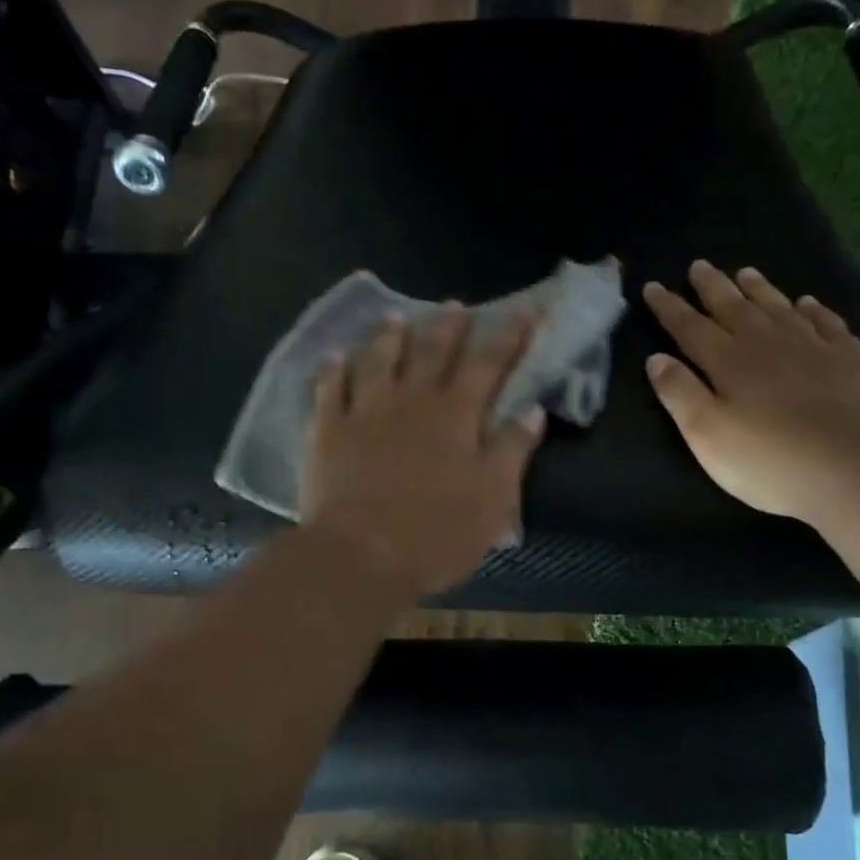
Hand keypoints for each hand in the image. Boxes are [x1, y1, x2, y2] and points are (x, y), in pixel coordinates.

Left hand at [302, 305, 547, 601]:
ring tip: (395, 317)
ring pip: (378, 359)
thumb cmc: (436, 533)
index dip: (508, 337)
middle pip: (432, 351)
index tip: (523, 312)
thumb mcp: (493, 498)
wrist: (360, 555)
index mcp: (456, 416)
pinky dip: (332, 369)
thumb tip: (532, 409)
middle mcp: (412, 401)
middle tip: (454, 305)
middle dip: (448, 326)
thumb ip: (512, 450)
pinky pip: (329, 388)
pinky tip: (333, 356)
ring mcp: (365, 411)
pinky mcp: (328, 430)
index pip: (488, 364)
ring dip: (388, 335)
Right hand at [643, 262, 859, 521]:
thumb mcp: (707, 434)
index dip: (670, 307)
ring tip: (746, 272)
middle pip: (734, 307)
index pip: (690, 327)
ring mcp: (814, 347)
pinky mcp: (851, 360)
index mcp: (728, 362)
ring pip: (779, 308)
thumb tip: (656, 359)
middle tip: (700, 265)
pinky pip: (827, 323)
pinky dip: (814, 310)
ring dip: (760, 289)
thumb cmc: (770, 459)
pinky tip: (808, 304)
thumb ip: (680, 394)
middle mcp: (768, 343)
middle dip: (713, 287)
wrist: (857, 468)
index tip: (652, 286)